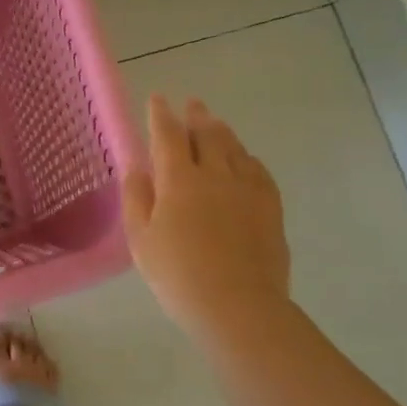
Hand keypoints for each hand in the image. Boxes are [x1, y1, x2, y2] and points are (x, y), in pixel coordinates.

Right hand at [122, 95, 290, 342]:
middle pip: (206, 134)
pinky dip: (246, 157)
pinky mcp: (270, 206)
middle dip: (196, 116)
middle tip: (192, 104)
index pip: (167, 135)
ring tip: (214, 123)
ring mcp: (247, 188)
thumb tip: (137, 168)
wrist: (238, 306)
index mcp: (178, 180)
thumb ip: (136, 198)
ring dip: (221, 131)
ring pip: (234, 147)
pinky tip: (243, 160)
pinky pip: (258, 169)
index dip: (160, 115)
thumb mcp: (141, 240)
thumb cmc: (178, 275)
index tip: (157, 99)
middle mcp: (215, 174)